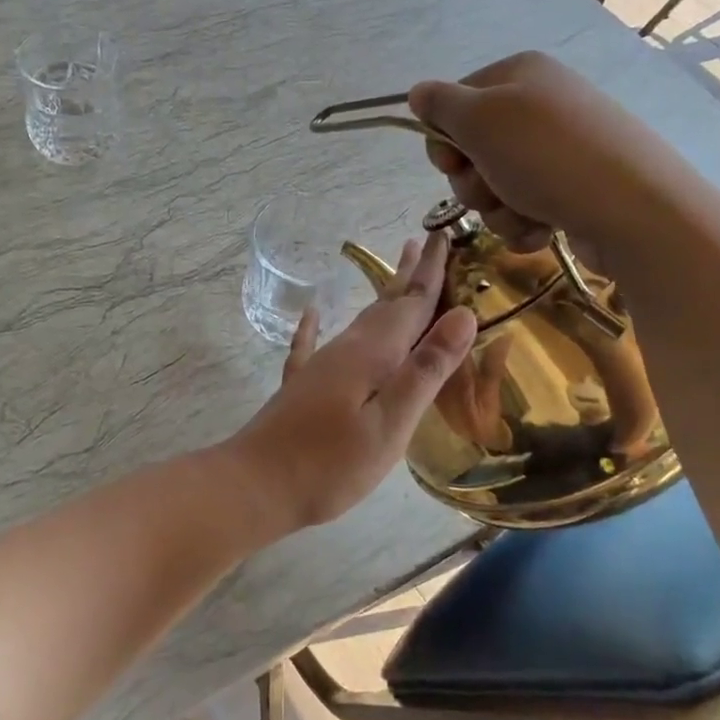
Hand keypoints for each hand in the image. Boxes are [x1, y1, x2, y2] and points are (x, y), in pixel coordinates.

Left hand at [227, 231, 477, 530]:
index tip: (445, 234)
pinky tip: (312, 314)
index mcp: (372, 355)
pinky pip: (312, 344)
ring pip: (359, 322)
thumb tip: (463, 314)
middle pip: (386, 305)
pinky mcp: (300, 387)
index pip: (412, 303)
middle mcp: (345, 350)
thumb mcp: (391, 423)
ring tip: (395, 277)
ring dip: (381, 297)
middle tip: (425, 242)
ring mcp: (319, 366)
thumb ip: (426, 369)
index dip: (432, 271)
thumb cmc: (330, 464)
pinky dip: (316, 326)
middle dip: (409, 275)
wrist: (255, 484)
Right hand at [407, 51, 679, 254]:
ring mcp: (559, 149)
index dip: (444, 142)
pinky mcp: (574, 187)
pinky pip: (525, 207)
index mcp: (518, 75)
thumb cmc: (546, 156)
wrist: (634, 209)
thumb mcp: (480, 120)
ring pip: (496, 185)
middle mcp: (540, 105)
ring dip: (498, 209)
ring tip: (525, 213)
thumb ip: (440, 104)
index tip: (453, 164)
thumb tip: (417, 93)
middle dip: (474, 182)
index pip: (454, 105)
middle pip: (472, 150)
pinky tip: (543, 229)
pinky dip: (524, 223)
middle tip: (493, 189)